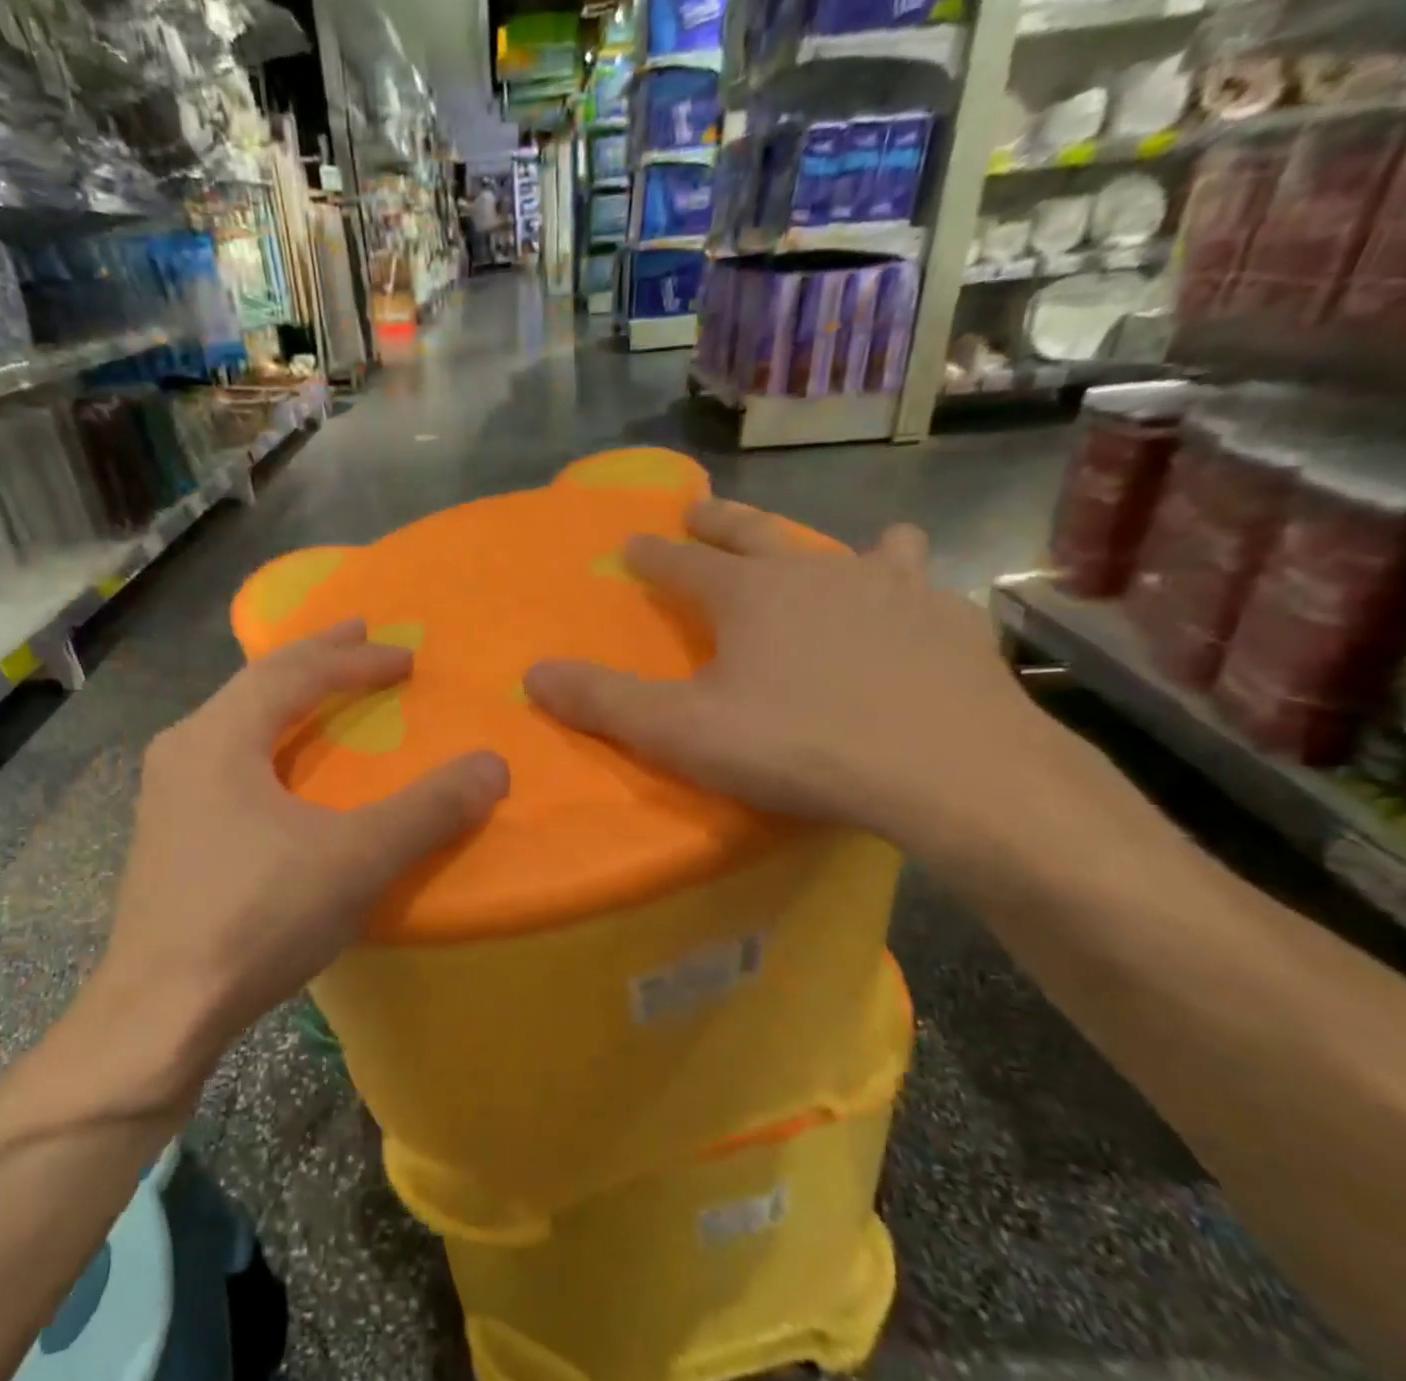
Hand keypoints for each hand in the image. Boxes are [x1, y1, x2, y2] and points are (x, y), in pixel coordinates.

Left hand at [94, 622, 508, 1068]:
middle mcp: (183, 749)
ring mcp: (166, 793)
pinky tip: (279, 765)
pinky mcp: (168, 834)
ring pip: (235, 720)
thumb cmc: (256, 920)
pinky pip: (225, 758)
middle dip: (316, 657)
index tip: (405, 656)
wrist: (158, 1014)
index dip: (355, 659)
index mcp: (219, 737)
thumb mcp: (356, 861)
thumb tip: (493, 766)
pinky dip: (267, 740)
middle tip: (359, 634)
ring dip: (286, 696)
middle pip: (258, 683)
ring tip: (323, 687)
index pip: (295, 673)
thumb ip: (428, 810)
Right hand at [525, 498, 1054, 854]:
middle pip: (757, 536)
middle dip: (722, 522)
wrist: (950, 772)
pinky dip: (910, 587)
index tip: (631, 542)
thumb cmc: (799, 746)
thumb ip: (604, 702)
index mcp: (749, 596)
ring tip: (847, 544)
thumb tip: (533, 673)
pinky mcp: (949, 622)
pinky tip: (918, 605)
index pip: (683, 564)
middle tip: (700, 507)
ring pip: (856, 549)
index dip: (652, 554)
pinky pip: (923, 588)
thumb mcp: (681, 732)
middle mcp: (817, 574)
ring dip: (834, 546)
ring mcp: (892, 590)